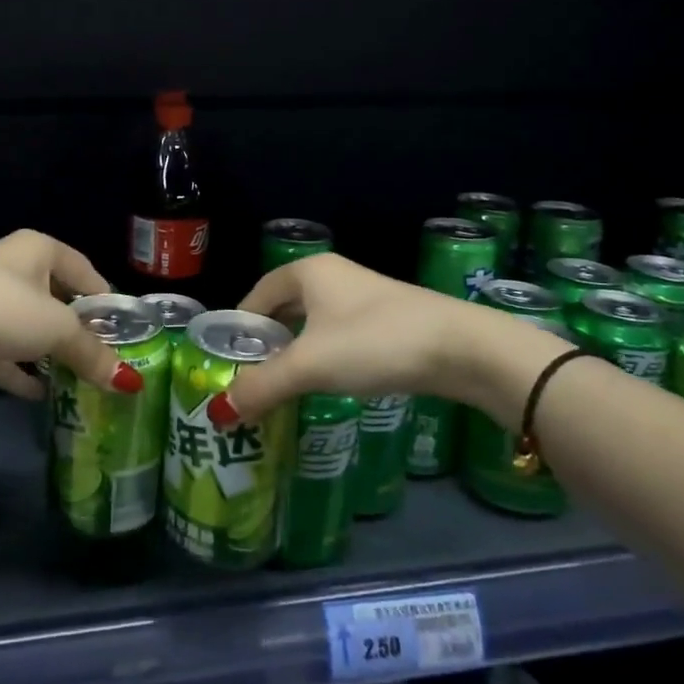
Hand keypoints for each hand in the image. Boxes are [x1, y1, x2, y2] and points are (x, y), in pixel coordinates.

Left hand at [0, 230, 138, 399]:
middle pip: (57, 301)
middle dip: (79, 332)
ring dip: (50, 354)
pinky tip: (43, 395)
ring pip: (30, 329)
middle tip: (105, 359)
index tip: (124, 329)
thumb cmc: (4, 308)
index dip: (105, 299)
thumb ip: (92, 353)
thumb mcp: (58, 329)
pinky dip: (22, 373)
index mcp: (39, 251)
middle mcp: (15, 270)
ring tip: (80, 380)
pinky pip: (5, 354)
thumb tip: (128, 382)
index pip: (84, 270)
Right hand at [216, 253, 548, 427]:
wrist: (464, 349)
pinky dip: (325, 358)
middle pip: (284, 309)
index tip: (227, 361)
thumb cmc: (375, 342)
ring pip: (313, 325)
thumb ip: (262, 386)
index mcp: (308, 272)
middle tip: (251, 380)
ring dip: (296, 354)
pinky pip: (340, 337)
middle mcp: (333, 277)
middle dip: (267, 344)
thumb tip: (219, 412)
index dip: (239, 327)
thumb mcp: (310, 365)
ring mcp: (364, 298)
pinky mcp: (388, 322)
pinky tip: (328, 385)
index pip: (257, 294)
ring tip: (284, 388)